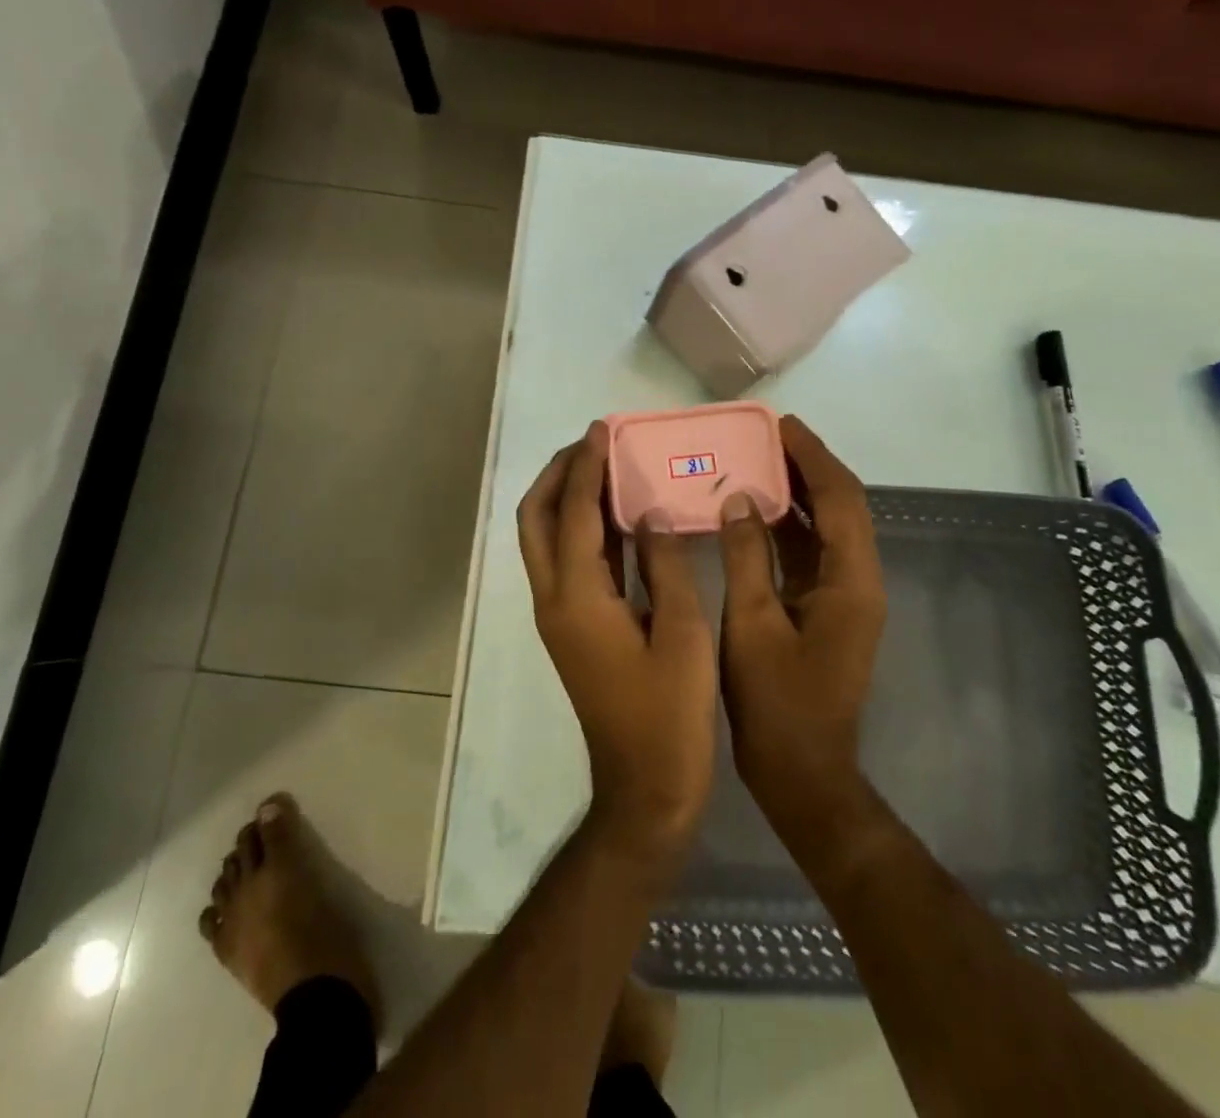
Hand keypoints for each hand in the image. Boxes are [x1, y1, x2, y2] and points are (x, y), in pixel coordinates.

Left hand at [517, 422, 716, 866]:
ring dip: (566, 498)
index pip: (576, 513)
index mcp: (578, 598)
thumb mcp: (682, 634)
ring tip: (603, 466)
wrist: (644, 789)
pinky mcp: (571, 629)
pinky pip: (566, 562)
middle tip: (594, 444)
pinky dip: (582, 530)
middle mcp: (554, 600)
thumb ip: (666, 565)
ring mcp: (558, 616)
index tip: (604, 429)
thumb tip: (650, 513)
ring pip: (545, 540)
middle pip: (537, 520)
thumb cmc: (670, 716)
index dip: (589, 467)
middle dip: (559, 475)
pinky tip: (618, 517)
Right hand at [717, 416, 887, 841]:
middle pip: (842, 507)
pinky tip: (756, 512)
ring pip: (828, 528)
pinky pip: (812, 553)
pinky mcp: (828, 610)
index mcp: (852, 581)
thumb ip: (747, 556)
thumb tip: (741, 499)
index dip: (813, 457)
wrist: (804, 774)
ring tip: (758, 460)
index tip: (780, 425)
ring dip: (800, 493)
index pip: (841, 499)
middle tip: (765, 436)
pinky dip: (789, 526)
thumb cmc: (777, 703)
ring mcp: (846, 597)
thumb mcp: (752, 624)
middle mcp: (859, 581)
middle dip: (808, 467)